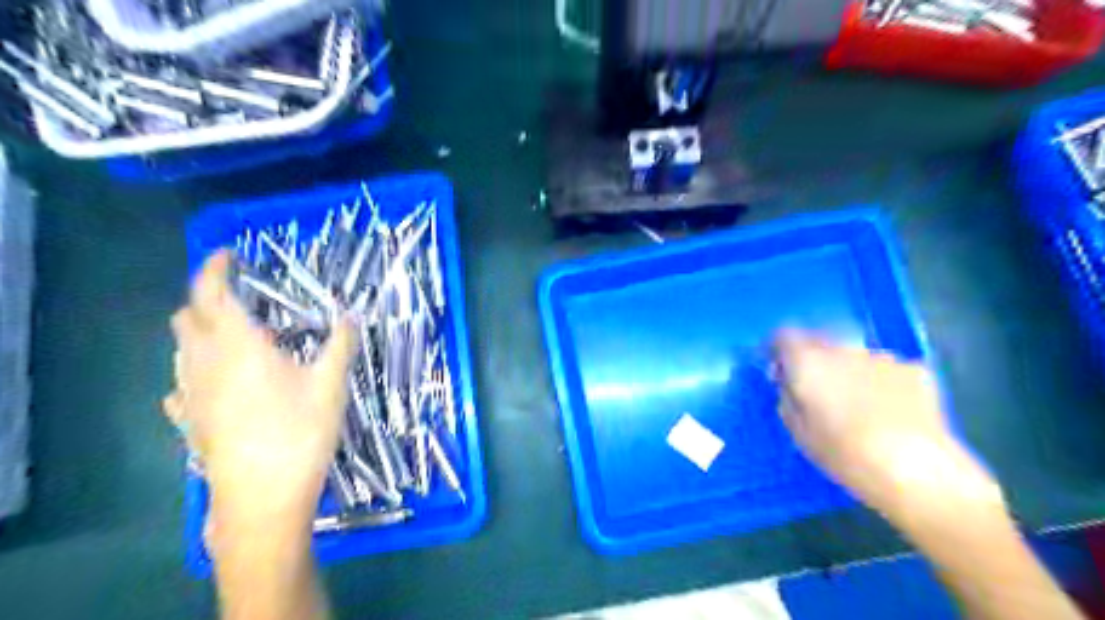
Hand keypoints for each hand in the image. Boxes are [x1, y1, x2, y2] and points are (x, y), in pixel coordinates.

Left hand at [162, 251, 357, 532]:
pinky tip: (221, 382)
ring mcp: (189, 393)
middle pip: (186, 315)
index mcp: (237, 344)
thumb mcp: (332, 383)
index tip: (229, 253)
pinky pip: (183, 381)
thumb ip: (341, 342)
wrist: (262, 496)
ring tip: (236, 336)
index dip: (214, 267)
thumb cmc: (300, 432)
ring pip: (181, 347)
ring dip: (201, 331)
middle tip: (240, 297)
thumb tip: (351, 313)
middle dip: (206, 297)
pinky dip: (197, 368)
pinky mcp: (188, 420)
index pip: (210, 291)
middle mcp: (203, 362)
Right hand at [769, 329, 1008, 532]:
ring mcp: (882, 357)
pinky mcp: (914, 370)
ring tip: (858, 407)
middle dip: (813, 361)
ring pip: (854, 357)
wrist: (917, 471)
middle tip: (815, 392)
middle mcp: (842, 350)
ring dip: (848, 372)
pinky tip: (889, 413)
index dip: (779, 350)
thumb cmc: (844, 454)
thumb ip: (787, 398)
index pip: (784, 335)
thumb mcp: (798, 432)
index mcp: (807, 361)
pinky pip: (885, 371)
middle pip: (819, 342)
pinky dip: (881, 384)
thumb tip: (788, 383)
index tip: (779, 370)